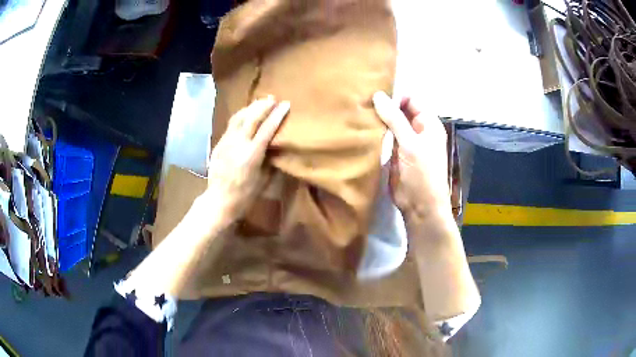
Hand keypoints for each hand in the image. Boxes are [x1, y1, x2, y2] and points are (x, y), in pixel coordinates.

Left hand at [203, 96, 289, 224]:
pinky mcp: (219, 143)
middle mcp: (238, 144)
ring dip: (250, 107)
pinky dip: (241, 116)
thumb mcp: (263, 180)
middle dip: (263, 106)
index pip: (266, 129)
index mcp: (251, 155)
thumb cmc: (245, 195)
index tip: (285, 104)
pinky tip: (245, 114)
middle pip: (251, 118)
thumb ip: (270, 161)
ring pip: (239, 118)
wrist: (218, 200)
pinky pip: (231, 124)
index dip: (277, 115)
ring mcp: (226, 142)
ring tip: (260, 101)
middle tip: (272, 98)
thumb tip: (276, 146)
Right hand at [372, 91, 449, 221]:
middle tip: (360, 99)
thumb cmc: (422, 173)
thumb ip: (395, 118)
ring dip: (377, 118)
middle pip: (400, 110)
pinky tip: (360, 127)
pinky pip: (384, 137)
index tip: (374, 93)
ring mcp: (405, 142)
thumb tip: (378, 95)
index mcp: (428, 124)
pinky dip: (375, 132)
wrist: (419, 206)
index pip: (412, 99)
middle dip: (384, 105)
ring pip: (390, 123)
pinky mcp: (394, 153)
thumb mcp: (411, 144)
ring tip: (356, 110)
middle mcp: (417, 130)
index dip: (396, 95)